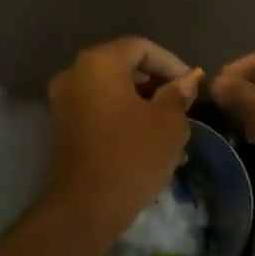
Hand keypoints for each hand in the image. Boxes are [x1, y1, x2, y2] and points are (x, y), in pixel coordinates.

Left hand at [44, 38, 200, 232]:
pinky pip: (100, 113)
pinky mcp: (62, 129)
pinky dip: (124, 120)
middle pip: (123, 68)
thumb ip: (177, 96)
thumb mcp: (168, 124)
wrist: (84, 208)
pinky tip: (149, 145)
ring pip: (112, 94)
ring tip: (172, 132)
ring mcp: (64, 103)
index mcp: (99, 64)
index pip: (141, 48)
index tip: (192, 85)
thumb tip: (184, 84)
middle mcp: (75, 75)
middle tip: (183, 106)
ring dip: (143, 107)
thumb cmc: (131, 156)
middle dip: (157, 85)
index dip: (171, 63)